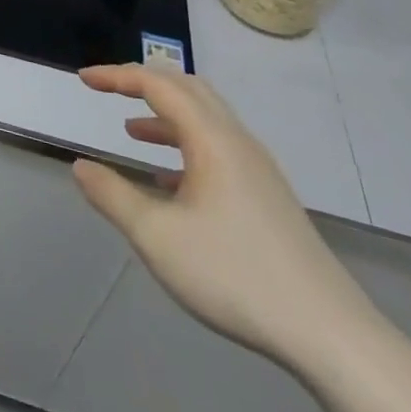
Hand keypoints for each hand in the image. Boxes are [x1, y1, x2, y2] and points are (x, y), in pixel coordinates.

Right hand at [71, 64, 380, 369]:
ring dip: (165, 116)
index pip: (159, 85)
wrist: (330, 335)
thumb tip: (80, 166)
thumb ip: (112, 196)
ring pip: (206, 120)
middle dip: (144, 83)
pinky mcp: (267, 198)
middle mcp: (238, 143)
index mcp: (213, 140)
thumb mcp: (156, 236)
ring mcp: (258, 171)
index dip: (118, 76)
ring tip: (130, 130)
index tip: (84, 79)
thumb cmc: (235, 276)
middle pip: (188, 90)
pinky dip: (185, 146)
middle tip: (108, 89)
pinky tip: (167, 181)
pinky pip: (219, 150)